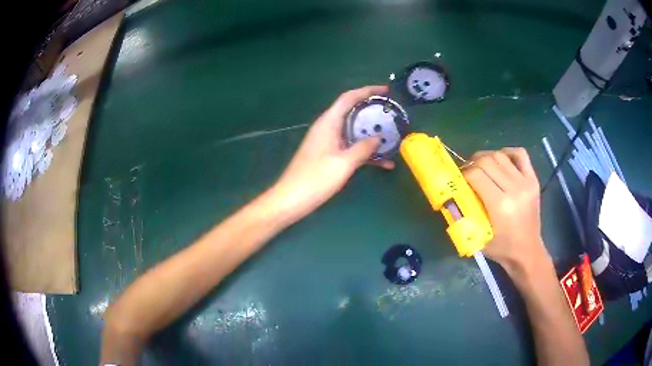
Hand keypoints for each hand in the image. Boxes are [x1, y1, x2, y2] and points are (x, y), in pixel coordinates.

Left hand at [270, 85, 393, 222]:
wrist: (291, 200)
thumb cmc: (315, 179)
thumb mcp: (343, 163)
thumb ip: (363, 148)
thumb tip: (378, 138)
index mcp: (328, 123)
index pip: (349, 98)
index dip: (367, 91)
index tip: (386, 90)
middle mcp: (328, 128)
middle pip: (353, 112)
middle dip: (373, 112)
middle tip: (392, 114)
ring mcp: (328, 142)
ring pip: (354, 131)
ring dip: (372, 134)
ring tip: (393, 137)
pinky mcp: (329, 155)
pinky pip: (350, 147)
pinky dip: (365, 152)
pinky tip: (383, 163)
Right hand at [462, 148, 550, 274]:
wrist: (527, 251)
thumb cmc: (501, 248)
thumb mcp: (478, 235)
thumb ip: (465, 213)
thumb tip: (453, 192)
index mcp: (500, 205)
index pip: (476, 175)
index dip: (464, 174)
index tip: (460, 180)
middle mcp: (514, 189)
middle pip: (487, 161)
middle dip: (473, 164)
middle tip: (469, 173)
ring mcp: (526, 182)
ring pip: (501, 155)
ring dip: (487, 157)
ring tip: (482, 167)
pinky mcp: (533, 179)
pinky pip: (520, 154)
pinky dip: (508, 152)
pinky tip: (501, 160)